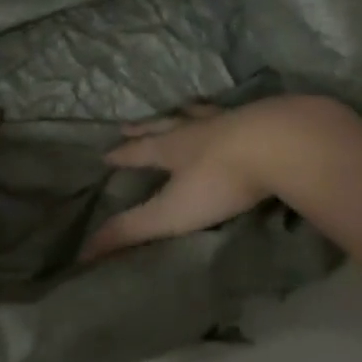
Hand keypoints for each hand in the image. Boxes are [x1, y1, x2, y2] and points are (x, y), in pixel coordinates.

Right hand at [81, 100, 297, 260]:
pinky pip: (237, 112)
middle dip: (144, 128)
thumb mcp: (170, 212)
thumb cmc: (220, 181)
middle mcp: (195, 129)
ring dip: (184, 113)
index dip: (121, 155)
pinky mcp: (261, 119)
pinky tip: (237, 113)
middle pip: (163, 126)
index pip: (138, 152)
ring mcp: (229, 120)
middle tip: (127, 125)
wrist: (279, 144)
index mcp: (171, 148)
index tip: (105, 153)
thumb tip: (83, 251)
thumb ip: (131, 231)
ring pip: (198, 114)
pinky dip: (228, 112)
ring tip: (179, 109)